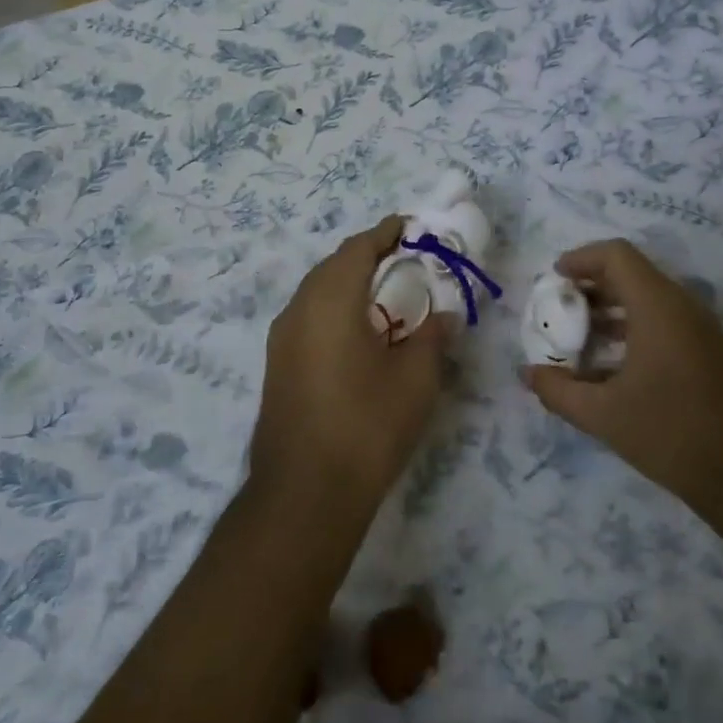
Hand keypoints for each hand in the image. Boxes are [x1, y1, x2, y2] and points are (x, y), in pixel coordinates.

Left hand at [252, 217, 448, 515]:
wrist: (304, 494)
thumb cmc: (366, 426)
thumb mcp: (415, 379)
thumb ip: (433, 336)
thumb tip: (445, 315)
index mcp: (330, 300)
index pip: (358, 248)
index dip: (386, 233)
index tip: (411, 227)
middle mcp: (298, 308)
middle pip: (334, 265)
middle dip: (369, 256)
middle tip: (406, 261)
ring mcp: (281, 338)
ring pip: (318, 291)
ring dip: (350, 282)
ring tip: (388, 294)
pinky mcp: (277, 364)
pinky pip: (309, 316)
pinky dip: (336, 308)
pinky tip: (360, 332)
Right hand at [523, 239, 722, 517]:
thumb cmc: (672, 433)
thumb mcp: (603, 415)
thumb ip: (558, 391)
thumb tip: (527, 374)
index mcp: (657, 306)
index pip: (617, 255)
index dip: (581, 258)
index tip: (554, 279)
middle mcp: (682, 306)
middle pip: (632, 273)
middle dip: (591, 285)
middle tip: (560, 308)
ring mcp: (701, 328)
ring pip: (649, 298)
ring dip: (611, 307)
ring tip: (580, 335)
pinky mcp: (710, 350)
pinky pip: (665, 320)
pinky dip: (633, 326)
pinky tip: (612, 364)